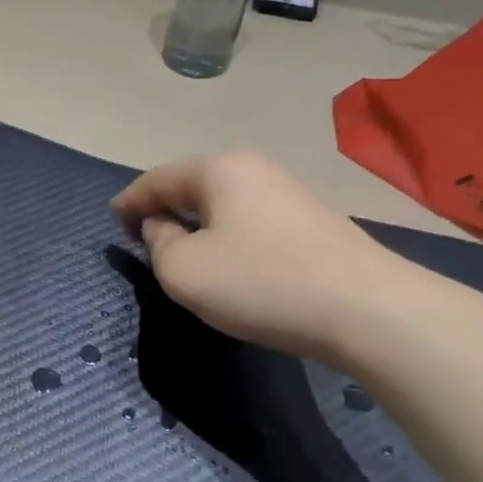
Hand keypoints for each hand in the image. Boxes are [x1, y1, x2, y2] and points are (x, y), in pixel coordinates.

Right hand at [112, 151, 415, 361]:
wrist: (370, 311)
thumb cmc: (261, 283)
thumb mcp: (184, 270)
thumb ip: (158, 244)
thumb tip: (163, 228)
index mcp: (219, 169)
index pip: (158, 178)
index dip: (130, 200)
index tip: (113, 220)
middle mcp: (255, 170)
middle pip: (192, 185)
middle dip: (164, 208)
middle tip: (143, 236)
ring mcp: (290, 194)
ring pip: (224, 204)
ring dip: (198, 223)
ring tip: (182, 251)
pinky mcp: (314, 223)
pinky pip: (252, 221)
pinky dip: (228, 236)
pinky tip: (230, 262)